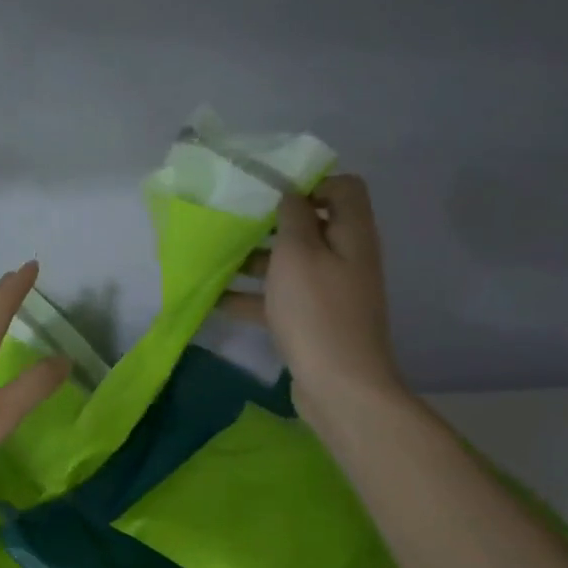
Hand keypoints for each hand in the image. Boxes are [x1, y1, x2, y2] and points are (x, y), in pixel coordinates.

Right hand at [220, 175, 406, 423]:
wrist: (339, 384)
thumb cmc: (316, 311)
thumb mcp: (298, 254)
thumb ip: (294, 217)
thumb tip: (292, 195)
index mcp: (352, 234)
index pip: (344, 188)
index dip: (310, 182)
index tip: (270, 192)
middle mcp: (346, 257)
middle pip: (312, 226)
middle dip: (272, 223)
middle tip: (235, 223)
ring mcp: (329, 292)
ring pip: (290, 264)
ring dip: (256, 260)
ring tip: (216, 259)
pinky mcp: (312, 321)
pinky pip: (280, 298)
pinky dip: (252, 296)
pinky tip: (215, 300)